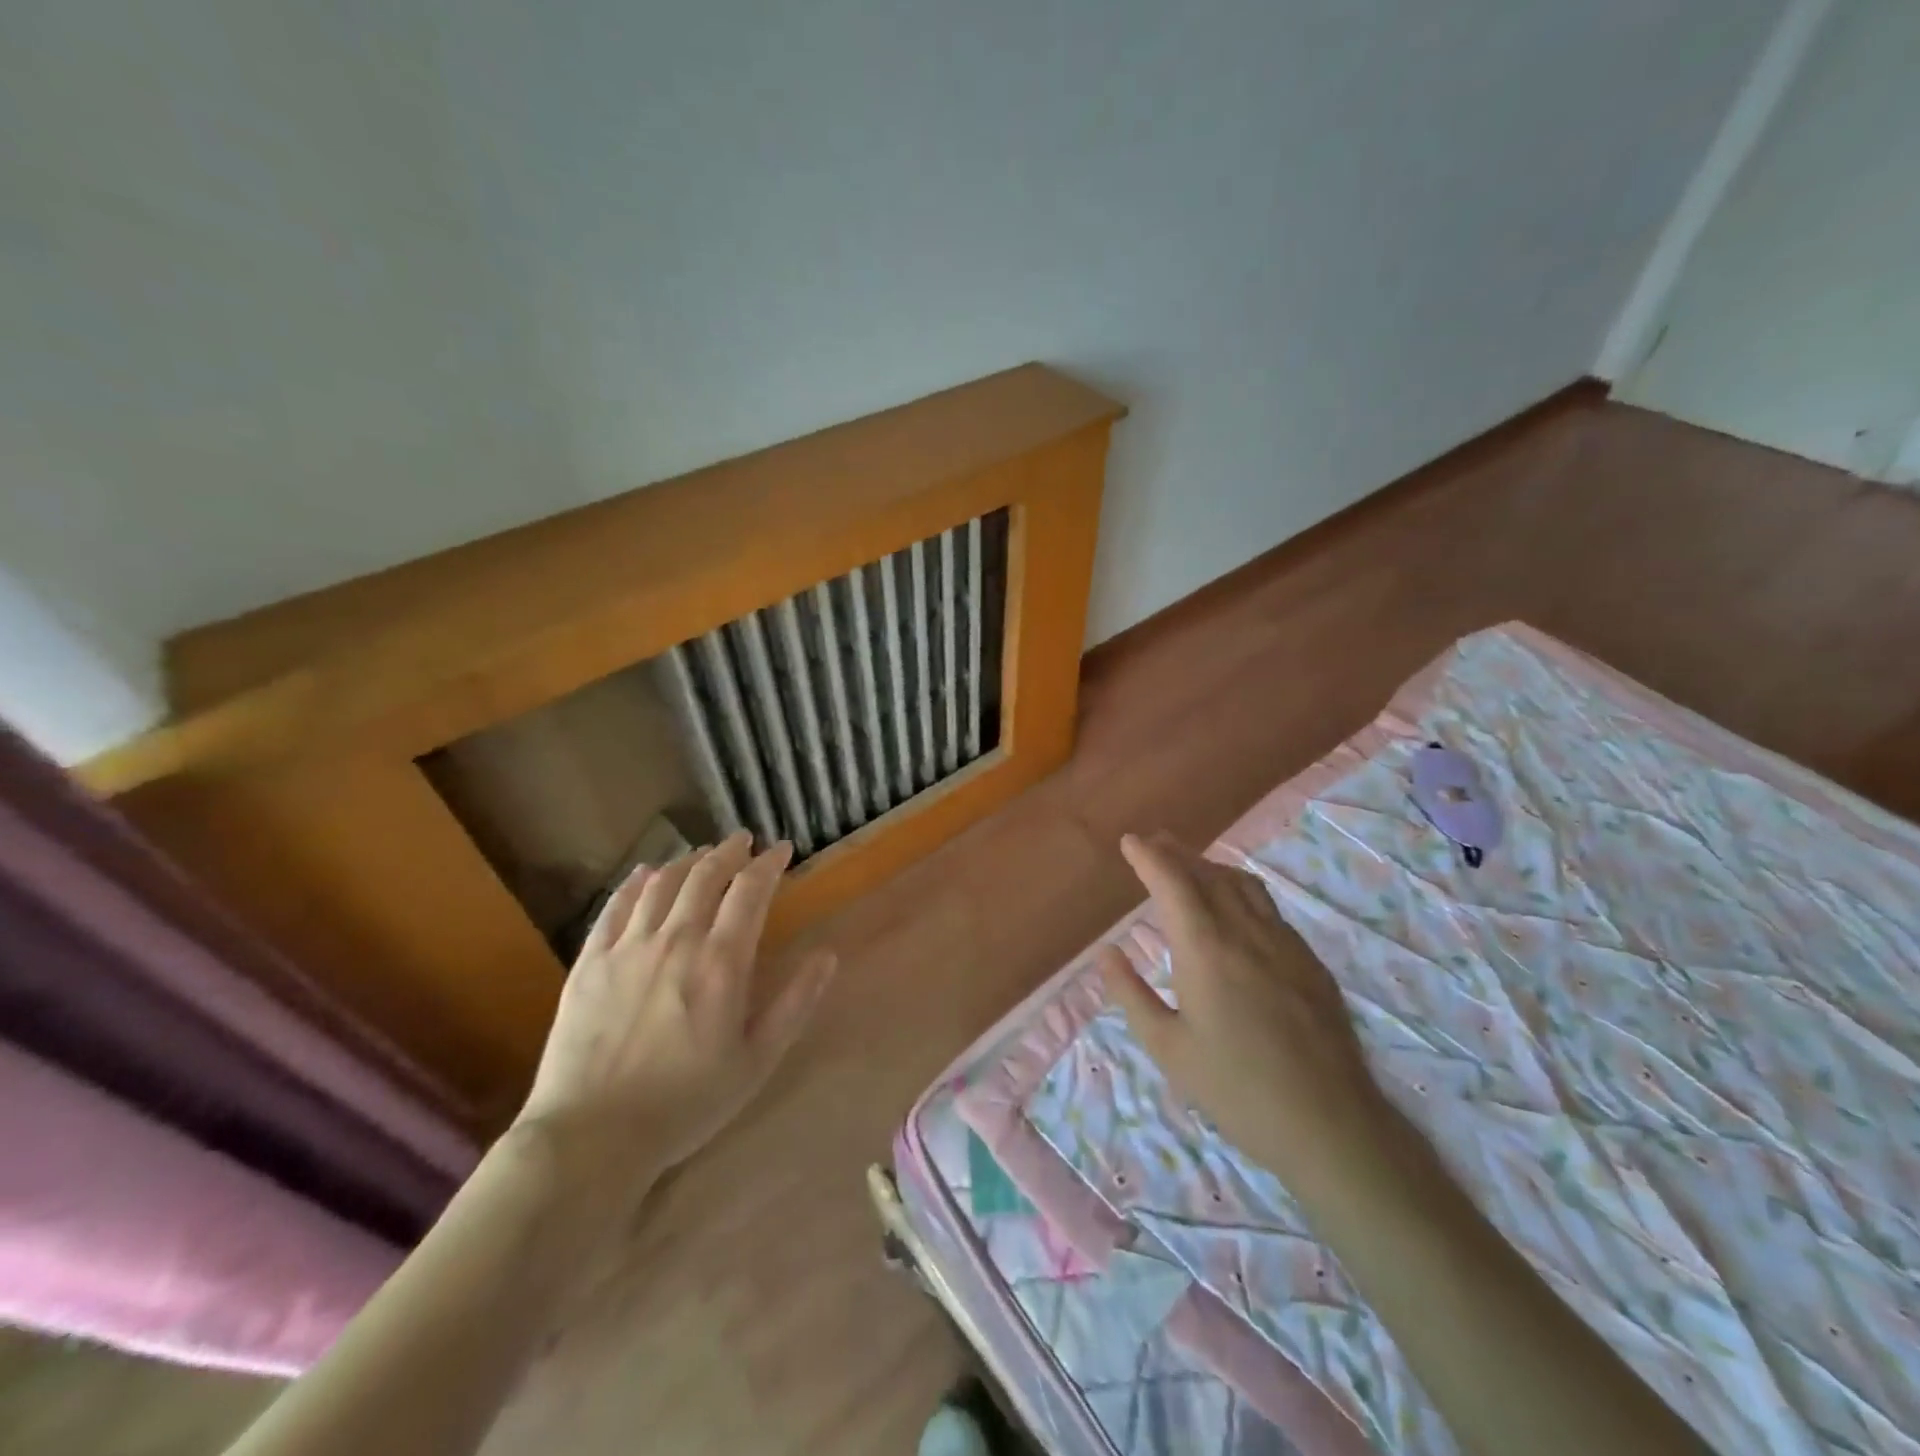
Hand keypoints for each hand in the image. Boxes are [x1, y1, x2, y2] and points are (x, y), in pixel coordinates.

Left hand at [513, 831, 834, 1195]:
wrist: (591, 1137)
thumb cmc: (686, 1102)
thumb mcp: (757, 1060)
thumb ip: (795, 1004)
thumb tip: (827, 956)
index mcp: (721, 962)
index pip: (750, 892)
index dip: (769, 864)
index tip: (782, 850)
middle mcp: (676, 940)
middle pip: (705, 876)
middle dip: (729, 852)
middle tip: (744, 841)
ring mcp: (628, 947)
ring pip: (662, 884)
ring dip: (687, 861)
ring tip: (702, 854)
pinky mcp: (590, 963)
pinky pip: (614, 907)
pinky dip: (634, 883)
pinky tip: (645, 874)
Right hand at [1096, 832, 1389, 1191]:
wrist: (1328, 1123)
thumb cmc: (1235, 1088)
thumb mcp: (1167, 1048)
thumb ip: (1131, 994)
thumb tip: (1106, 953)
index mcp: (1205, 948)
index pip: (1173, 883)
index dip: (1149, 857)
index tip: (1130, 842)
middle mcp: (1246, 932)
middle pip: (1209, 874)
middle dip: (1178, 853)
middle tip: (1155, 843)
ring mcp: (1285, 944)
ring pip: (1244, 885)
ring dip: (1212, 867)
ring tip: (1191, 866)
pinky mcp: (1310, 962)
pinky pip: (1269, 908)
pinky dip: (1242, 891)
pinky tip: (1237, 909)